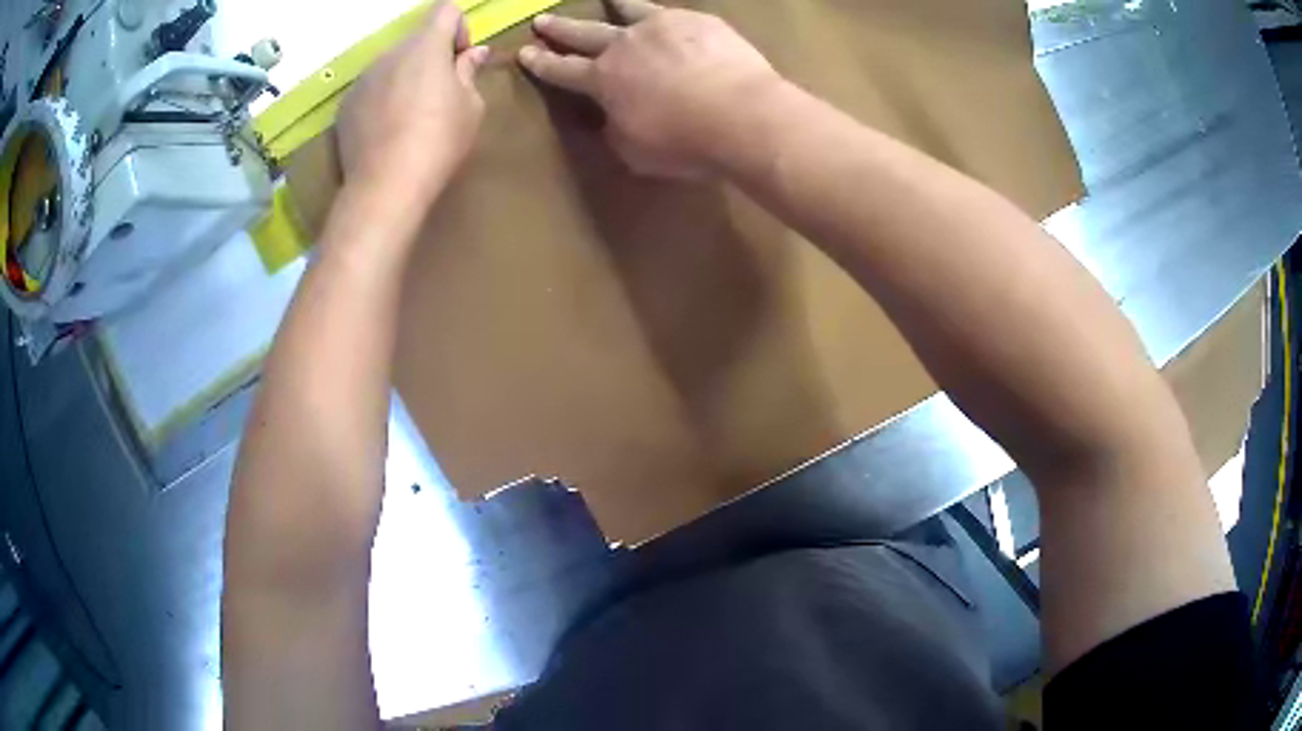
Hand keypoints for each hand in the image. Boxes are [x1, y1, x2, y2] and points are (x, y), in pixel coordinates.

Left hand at [337, 1, 489, 205]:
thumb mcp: (470, 106)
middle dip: (431, 57)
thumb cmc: (438, 141)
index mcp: (425, 46)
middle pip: (416, 40)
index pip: (445, 10)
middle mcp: (390, 53)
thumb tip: (473, 53)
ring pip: (392, 65)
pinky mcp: (346, 106)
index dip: (459, 28)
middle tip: (441, 94)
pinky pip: (371, 89)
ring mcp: (363, 79)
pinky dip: (382, 99)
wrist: (385, 187)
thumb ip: (469, 71)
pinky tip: (388, 132)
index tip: (459, 59)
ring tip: (411, 118)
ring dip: (405, 78)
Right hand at [518, 0, 780, 177]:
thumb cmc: (686, 143)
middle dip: (560, 29)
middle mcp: (624, 46)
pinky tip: (664, 13)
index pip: (562, 70)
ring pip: (628, 10)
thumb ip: (616, 130)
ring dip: (613, 5)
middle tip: (542, 20)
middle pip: (584, 34)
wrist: (743, 115)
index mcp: (603, 80)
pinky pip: (670, 12)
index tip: (524, 53)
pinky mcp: (696, 21)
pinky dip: (659, 12)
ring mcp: (660, 27)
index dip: (541, 63)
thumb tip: (612, 118)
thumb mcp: (635, 151)